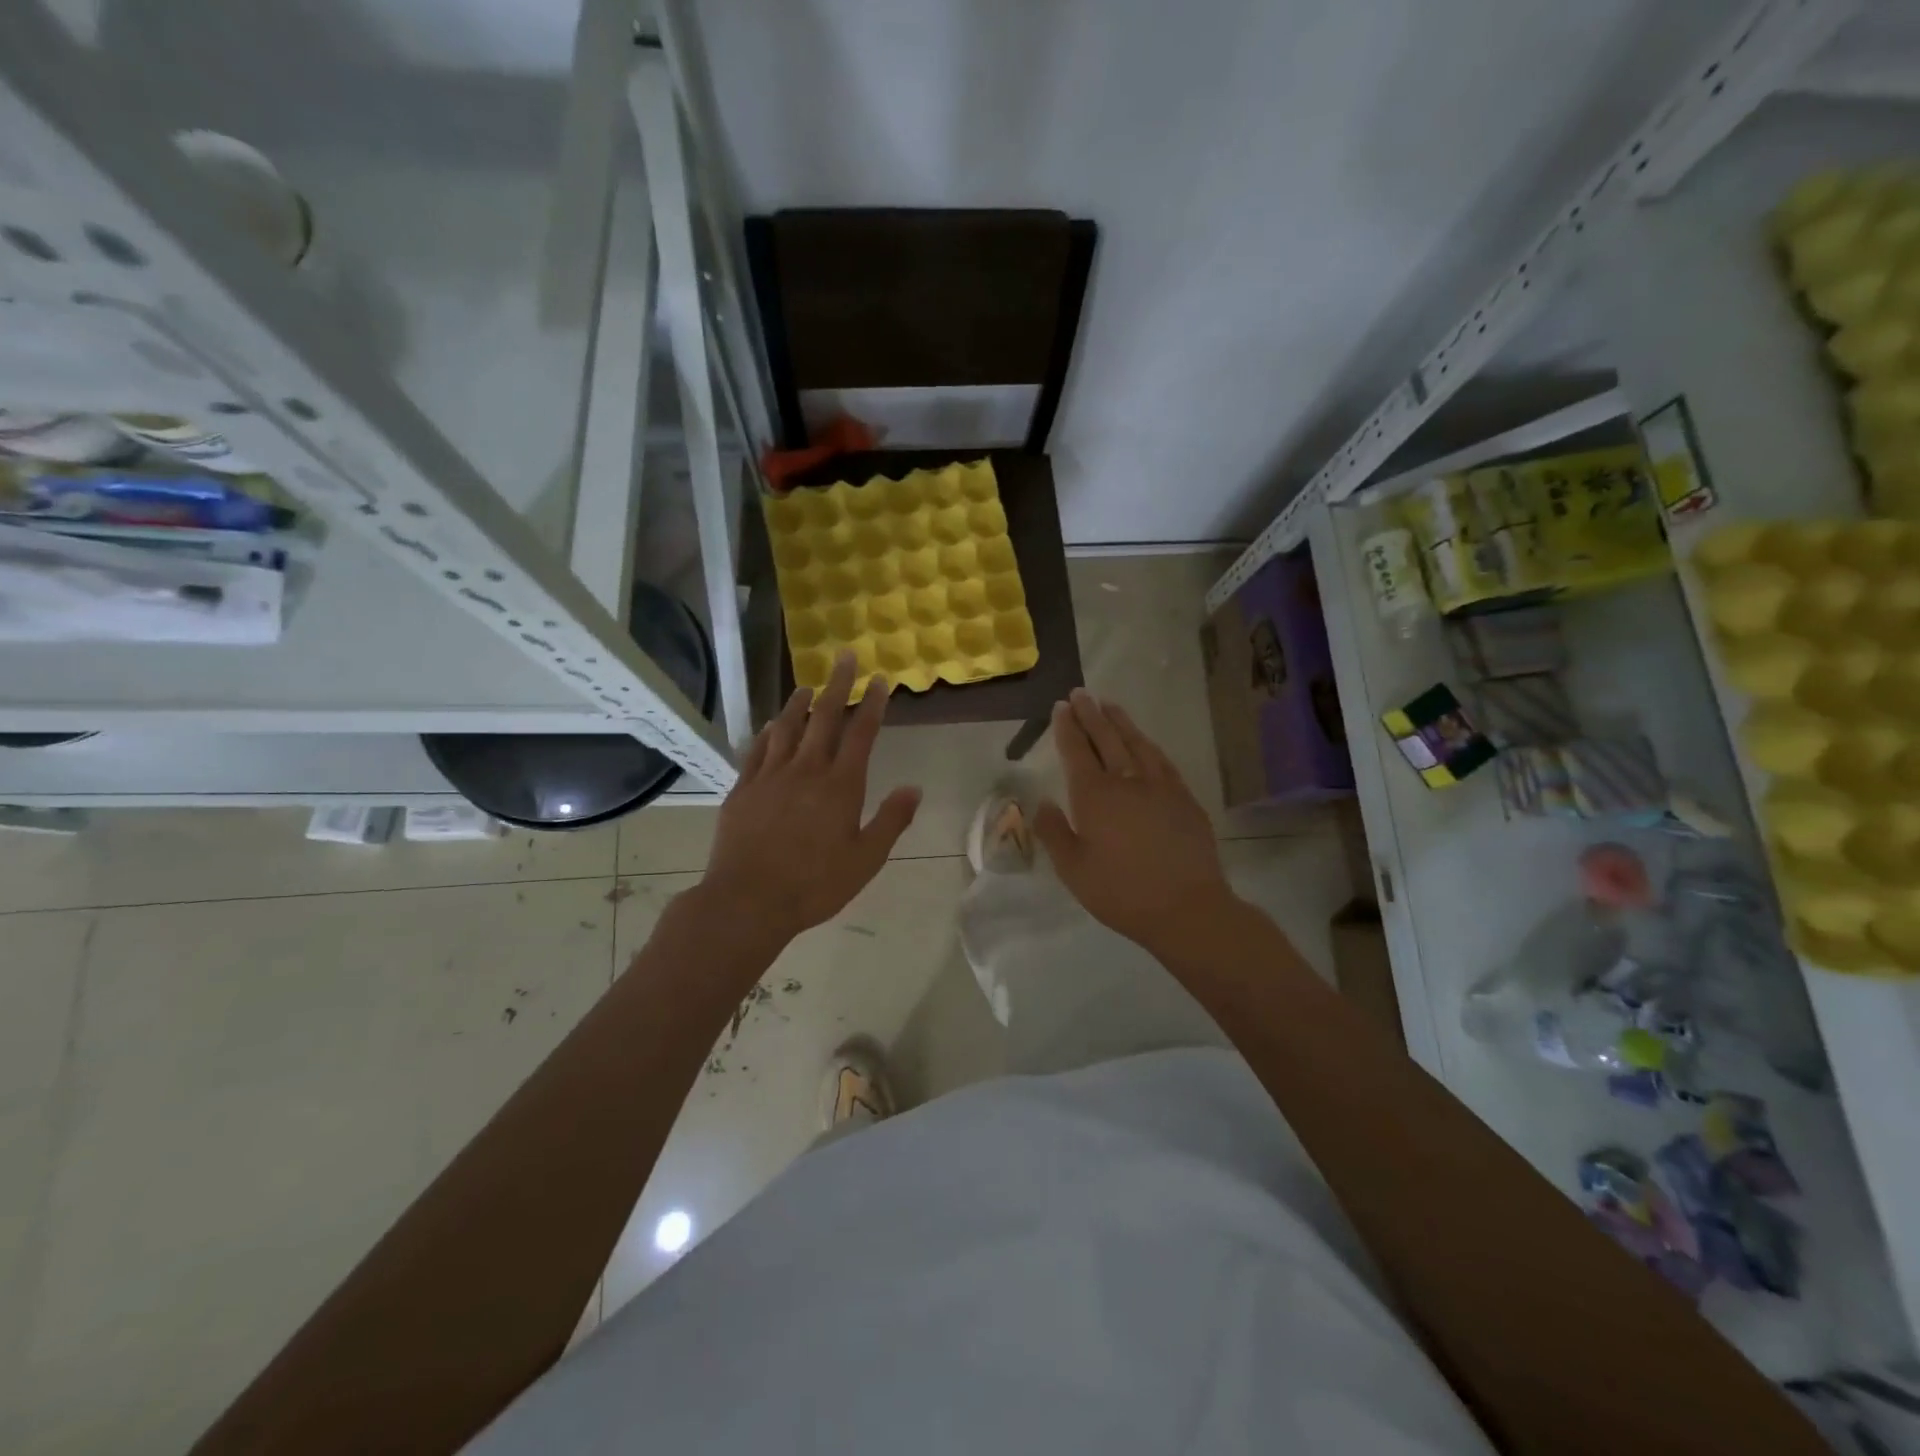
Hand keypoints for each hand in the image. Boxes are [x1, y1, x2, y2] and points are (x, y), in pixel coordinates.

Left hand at [700, 651, 920, 946]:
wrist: (748, 900)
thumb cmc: (815, 885)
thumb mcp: (866, 859)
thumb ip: (891, 820)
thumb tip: (915, 788)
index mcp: (840, 786)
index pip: (861, 734)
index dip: (872, 704)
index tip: (880, 680)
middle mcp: (806, 771)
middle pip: (824, 718)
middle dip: (837, 685)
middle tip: (844, 657)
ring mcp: (770, 777)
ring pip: (787, 728)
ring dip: (799, 704)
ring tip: (806, 687)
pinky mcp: (743, 789)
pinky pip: (758, 751)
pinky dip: (768, 733)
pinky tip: (772, 726)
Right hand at [1034, 689, 1238, 955]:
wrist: (1186, 907)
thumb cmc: (1121, 892)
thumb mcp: (1073, 870)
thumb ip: (1054, 832)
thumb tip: (1041, 802)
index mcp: (1094, 797)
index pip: (1076, 752)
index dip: (1067, 728)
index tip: (1060, 707)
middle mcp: (1126, 781)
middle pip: (1105, 739)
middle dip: (1091, 714)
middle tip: (1080, 693)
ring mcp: (1159, 786)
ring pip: (1136, 743)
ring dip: (1120, 721)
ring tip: (1109, 704)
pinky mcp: (1183, 797)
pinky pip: (1161, 760)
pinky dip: (1147, 744)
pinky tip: (1144, 741)